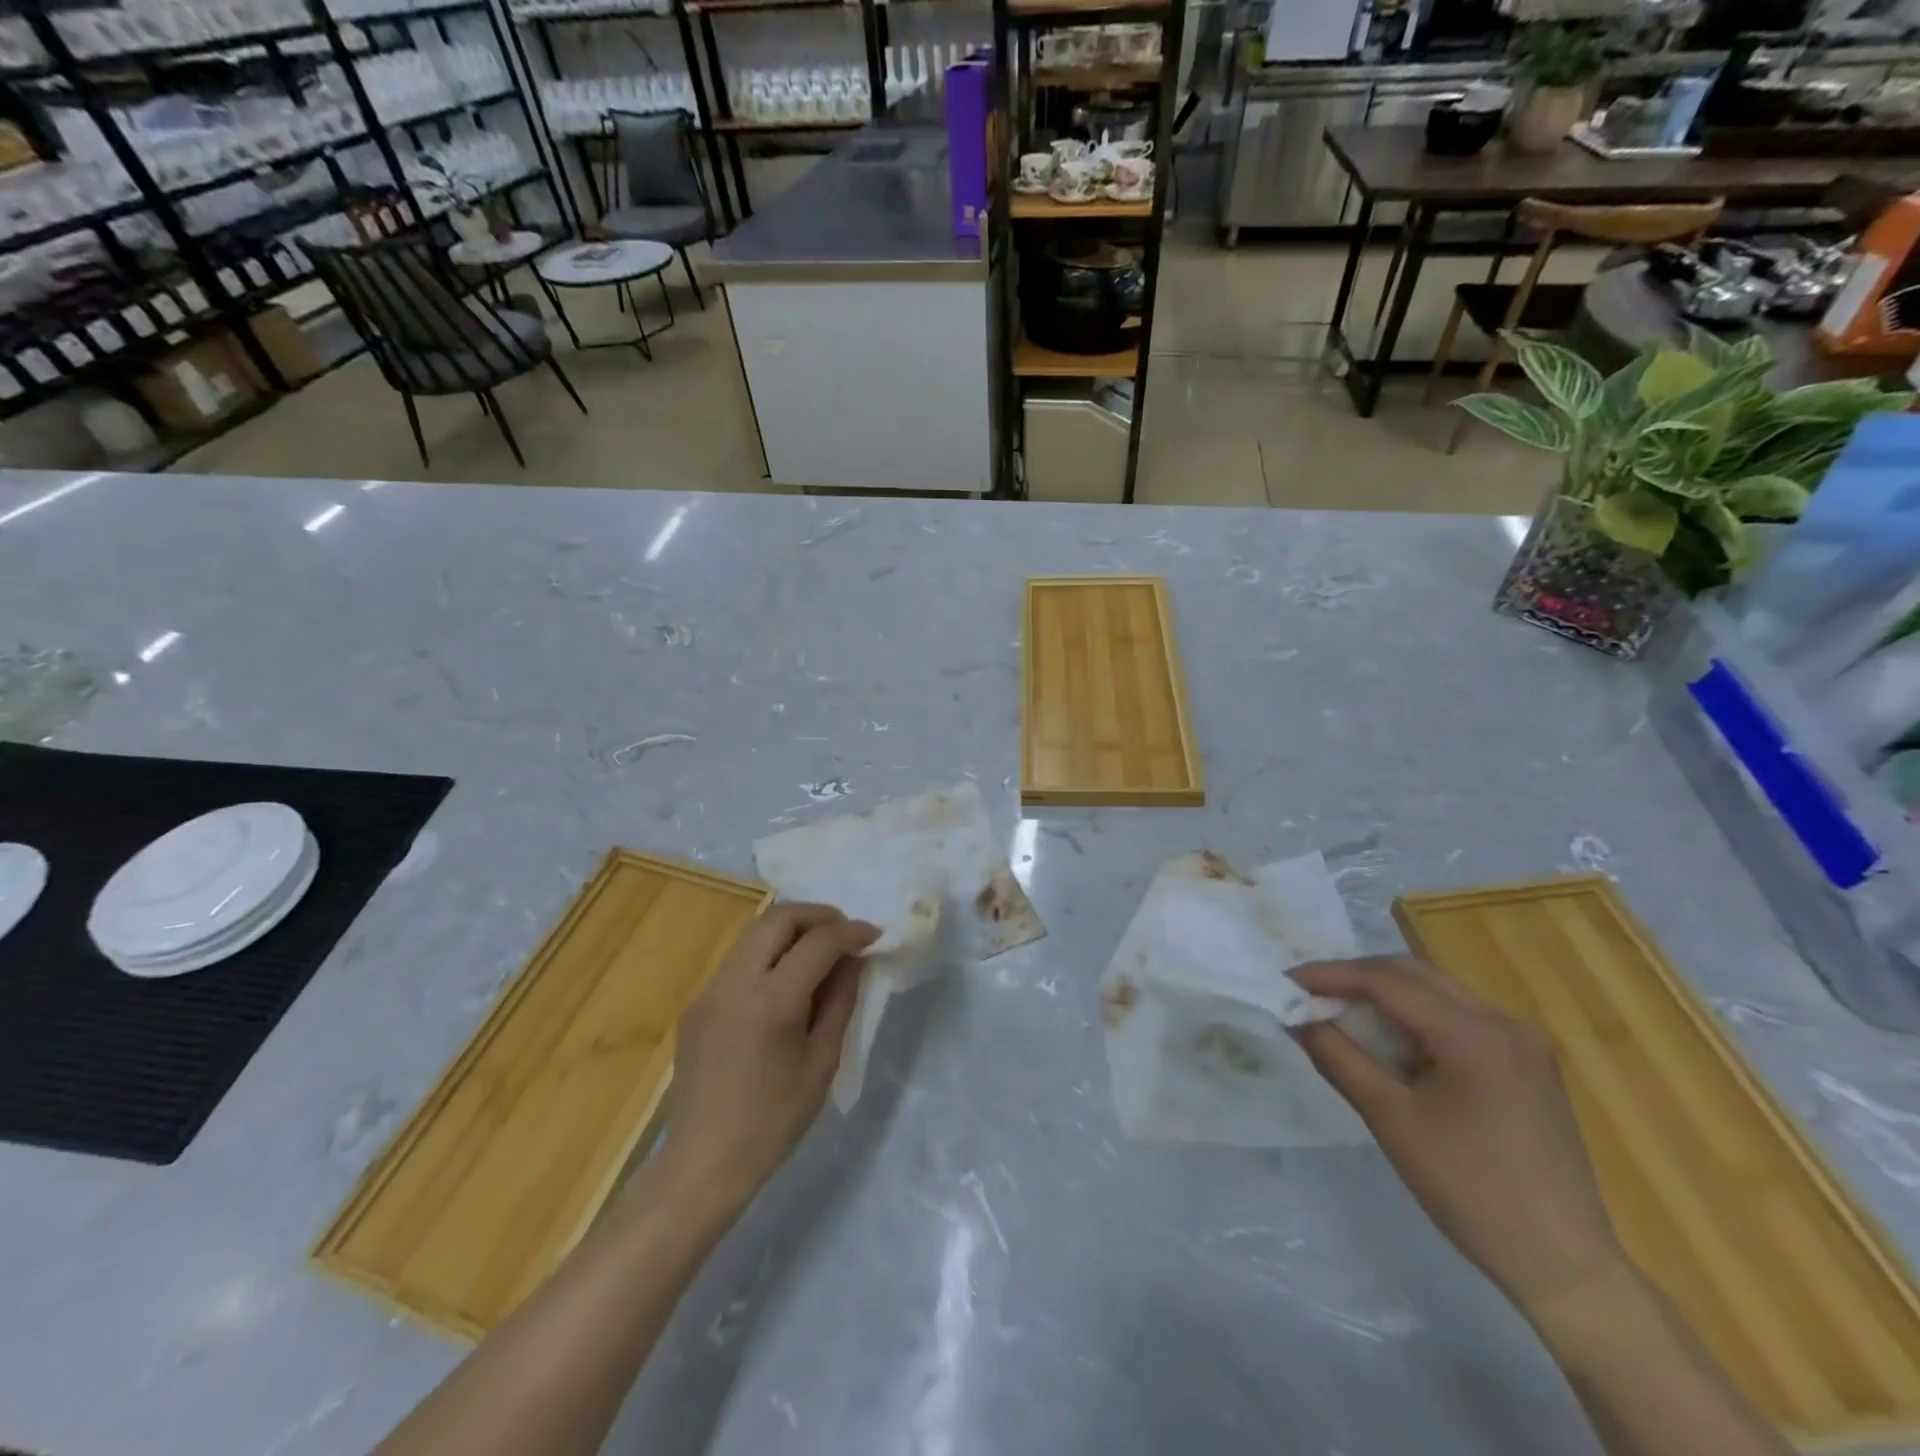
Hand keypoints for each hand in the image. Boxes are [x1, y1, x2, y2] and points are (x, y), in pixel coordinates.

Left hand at [654, 902, 879, 1217]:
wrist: (703, 1163)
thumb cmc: (773, 1121)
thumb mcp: (822, 1062)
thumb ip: (840, 1001)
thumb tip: (854, 960)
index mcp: (770, 1003)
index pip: (818, 942)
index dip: (851, 932)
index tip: (874, 936)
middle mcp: (734, 983)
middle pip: (779, 918)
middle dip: (819, 915)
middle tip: (846, 932)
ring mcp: (709, 990)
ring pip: (755, 932)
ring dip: (792, 929)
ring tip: (820, 950)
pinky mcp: (697, 1002)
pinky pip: (739, 959)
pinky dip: (769, 952)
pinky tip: (787, 979)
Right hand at [1292, 956, 1625, 1317]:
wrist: (1565, 1266)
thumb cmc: (1471, 1191)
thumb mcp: (1392, 1121)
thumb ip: (1341, 1059)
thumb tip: (1299, 1020)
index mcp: (1475, 1034)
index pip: (1387, 982)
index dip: (1331, 976)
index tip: (1288, 981)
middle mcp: (1504, 1022)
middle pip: (1414, 975)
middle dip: (1356, 978)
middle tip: (1310, 992)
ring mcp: (1523, 1042)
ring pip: (1437, 993)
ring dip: (1386, 995)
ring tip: (1340, 1011)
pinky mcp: (1528, 1064)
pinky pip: (1459, 1018)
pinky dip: (1416, 1018)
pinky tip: (1390, 1040)